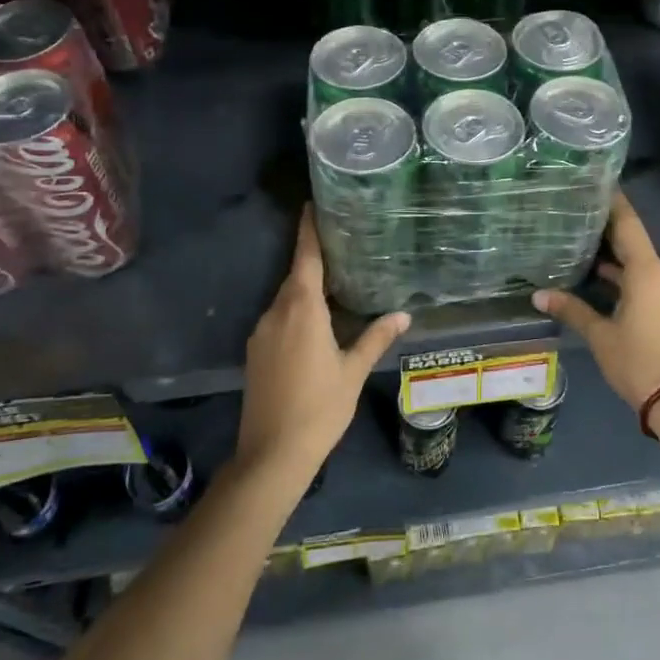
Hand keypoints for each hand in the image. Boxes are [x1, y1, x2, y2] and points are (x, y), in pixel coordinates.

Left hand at [240, 207, 408, 475]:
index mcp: (302, 309)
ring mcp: (261, 332)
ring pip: (285, 298)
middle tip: (340, 244)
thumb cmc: (319, 408)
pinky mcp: (255, 351)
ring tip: (333, 282)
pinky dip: (295, 310)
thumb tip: (404, 314)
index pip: (305, 258)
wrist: (272, 454)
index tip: (311, 205)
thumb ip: (376, 337)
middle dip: (312, 258)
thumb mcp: (353, 371)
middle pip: (295, 276)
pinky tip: (314, 322)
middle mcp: (277, 312)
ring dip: (305, 288)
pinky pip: (278, 317)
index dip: (308, 230)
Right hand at [532, 192, 659, 411]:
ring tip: (584, 243)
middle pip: (634, 242)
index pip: (629, 225)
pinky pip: (647, 280)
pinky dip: (626, 275)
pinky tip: (602, 277)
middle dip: (609, 229)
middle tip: (580, 213)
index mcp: (647, 272)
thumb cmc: (637, 361)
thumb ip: (572, 310)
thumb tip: (539, 295)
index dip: (614, 203)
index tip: (599, 183)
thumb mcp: (600, 335)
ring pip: (640, 263)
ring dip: (616, 256)